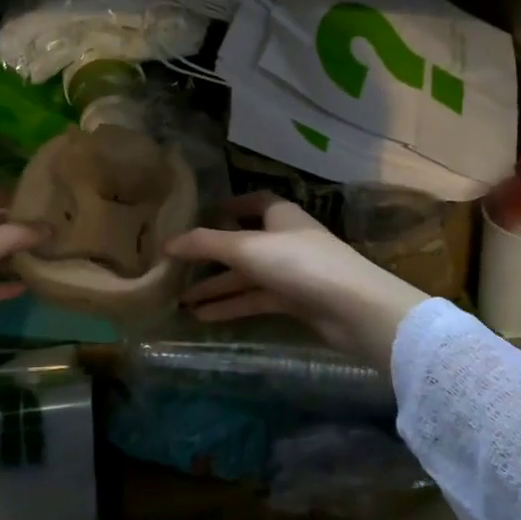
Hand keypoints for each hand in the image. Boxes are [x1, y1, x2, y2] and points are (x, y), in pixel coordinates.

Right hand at [163, 194, 427, 370]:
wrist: (353, 308)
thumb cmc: (299, 263)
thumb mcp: (246, 248)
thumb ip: (206, 244)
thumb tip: (167, 243)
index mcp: (280, 215)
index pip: (253, 202)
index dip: (230, 206)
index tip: (202, 215)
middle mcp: (286, 240)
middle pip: (243, 244)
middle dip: (211, 257)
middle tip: (177, 268)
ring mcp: (292, 272)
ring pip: (247, 277)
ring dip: (217, 287)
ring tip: (180, 301)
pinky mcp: (296, 302)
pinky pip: (256, 300)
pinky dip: (232, 306)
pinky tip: (204, 317)